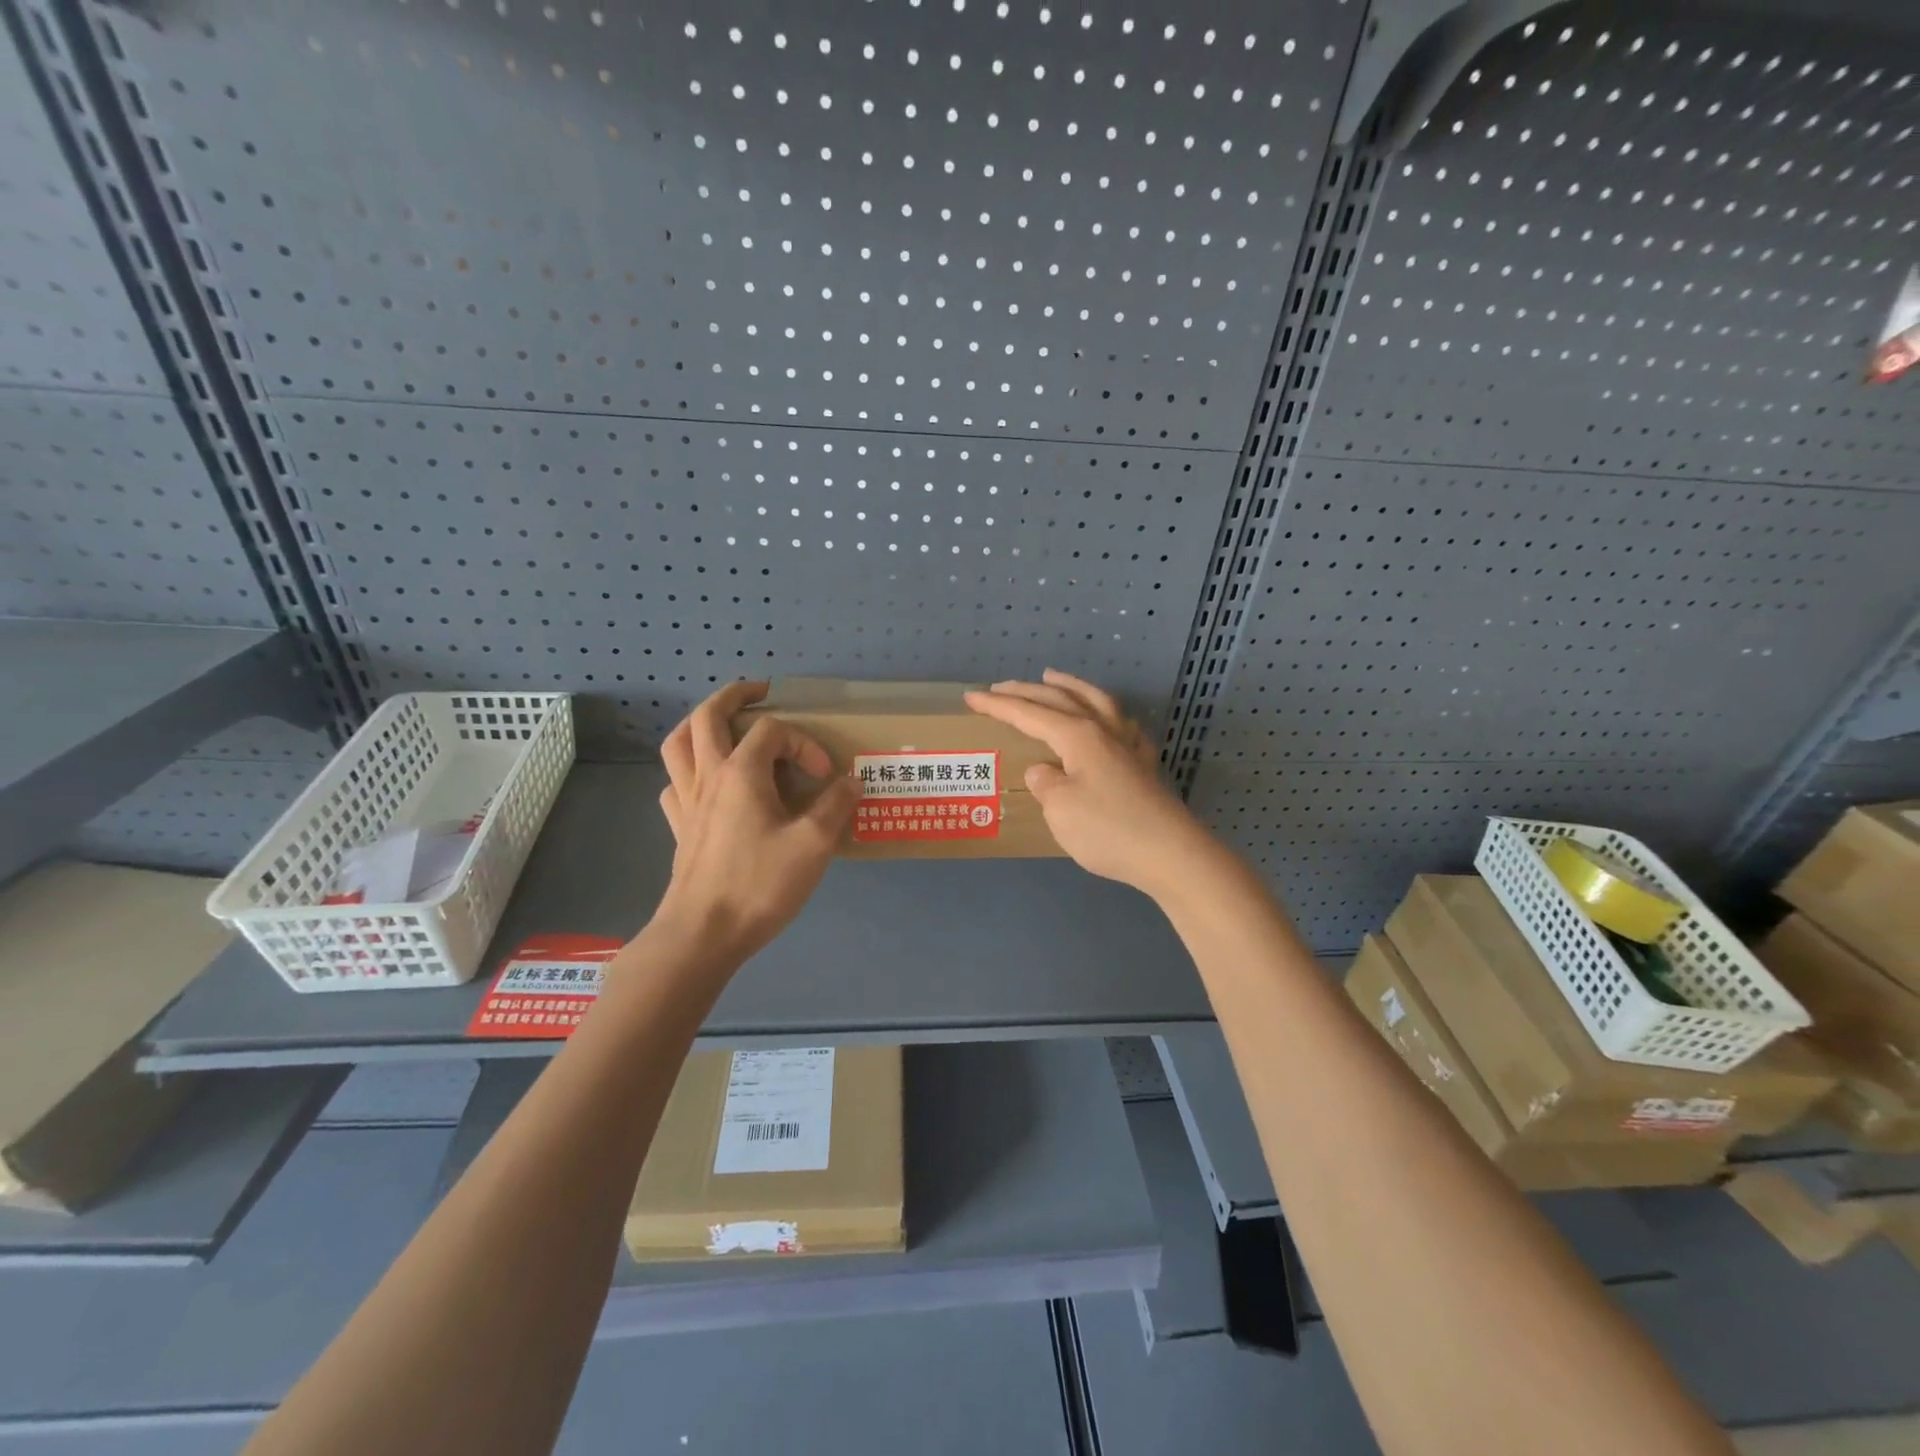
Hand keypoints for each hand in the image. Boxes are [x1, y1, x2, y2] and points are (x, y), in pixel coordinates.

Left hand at [652, 681, 856, 964]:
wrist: (703, 934)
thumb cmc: (759, 884)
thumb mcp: (813, 844)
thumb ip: (836, 806)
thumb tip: (852, 780)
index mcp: (741, 772)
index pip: (773, 731)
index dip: (805, 743)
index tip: (826, 777)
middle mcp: (708, 776)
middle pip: (708, 716)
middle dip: (735, 696)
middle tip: (760, 692)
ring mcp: (686, 801)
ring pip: (679, 744)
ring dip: (699, 724)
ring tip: (722, 724)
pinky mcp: (679, 827)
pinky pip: (674, 783)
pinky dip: (688, 771)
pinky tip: (706, 784)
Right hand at [965, 670, 1211, 899]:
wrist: (1170, 854)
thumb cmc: (1108, 830)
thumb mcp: (1061, 809)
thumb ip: (1046, 784)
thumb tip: (1044, 770)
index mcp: (1078, 736)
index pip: (1030, 713)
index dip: (998, 705)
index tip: (971, 697)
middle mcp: (1104, 730)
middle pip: (1061, 699)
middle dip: (1027, 691)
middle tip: (1000, 686)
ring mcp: (1129, 745)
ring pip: (1096, 701)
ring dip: (1070, 686)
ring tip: (1053, 677)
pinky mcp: (1144, 765)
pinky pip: (1121, 724)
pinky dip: (1106, 713)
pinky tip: (1107, 720)